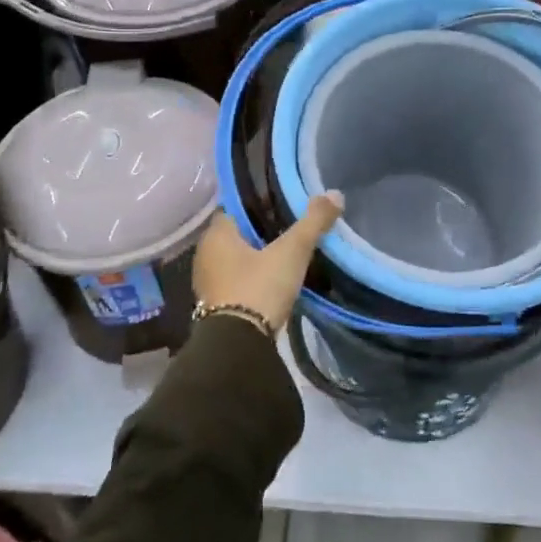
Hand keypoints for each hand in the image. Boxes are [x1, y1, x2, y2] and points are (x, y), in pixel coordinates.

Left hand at [193, 193, 344, 333]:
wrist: (238, 347)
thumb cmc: (259, 287)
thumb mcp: (292, 251)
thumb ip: (313, 222)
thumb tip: (335, 194)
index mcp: (217, 235)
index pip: (236, 207)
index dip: (259, 202)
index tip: (282, 202)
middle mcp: (206, 254)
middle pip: (237, 232)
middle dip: (261, 229)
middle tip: (290, 225)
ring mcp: (208, 282)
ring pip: (236, 258)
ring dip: (257, 255)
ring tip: (287, 252)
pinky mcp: (216, 306)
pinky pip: (237, 280)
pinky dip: (253, 276)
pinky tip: (274, 279)